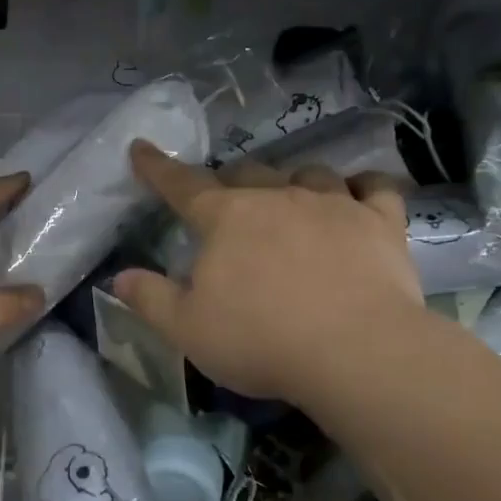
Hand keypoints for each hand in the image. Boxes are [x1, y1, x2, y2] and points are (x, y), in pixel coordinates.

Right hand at [112, 143, 423, 404]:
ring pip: (309, 173)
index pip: (182, 185)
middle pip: (248, 173)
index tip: (141, 148)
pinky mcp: (380, 221)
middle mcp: (278, 197)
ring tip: (292, 201)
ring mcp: (333, 203)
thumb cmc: (260, 340)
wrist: (355, 352)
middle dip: (231, 181)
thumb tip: (120, 277)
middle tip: (227, 204)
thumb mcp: (187, 329)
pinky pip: (375, 187)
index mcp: (226, 218)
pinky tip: (360, 195)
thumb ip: (151, 299)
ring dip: (293, 182)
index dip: (157, 168)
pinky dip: (363, 187)